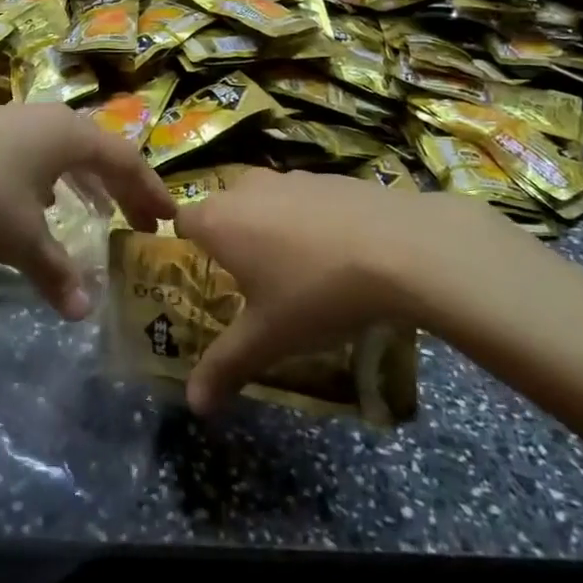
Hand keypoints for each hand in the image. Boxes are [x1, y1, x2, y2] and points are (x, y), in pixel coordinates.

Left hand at [0, 104, 174, 318]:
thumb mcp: (18, 238)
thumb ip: (55, 270)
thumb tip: (84, 311)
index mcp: (69, 135)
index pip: (125, 161)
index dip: (150, 190)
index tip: (170, 218)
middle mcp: (48, 120)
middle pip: (99, 153)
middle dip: (122, 188)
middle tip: (141, 221)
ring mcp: (14, 123)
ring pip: (65, 152)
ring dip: (87, 182)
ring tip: (99, 211)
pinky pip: (37, 156)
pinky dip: (53, 179)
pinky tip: (42, 202)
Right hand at [175, 170, 510, 413]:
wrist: (400, 247)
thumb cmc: (317, 293)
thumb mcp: (269, 338)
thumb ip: (225, 366)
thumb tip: (194, 405)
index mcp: (219, 220)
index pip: (183, 221)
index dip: (187, 246)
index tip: (204, 276)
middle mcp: (246, 188)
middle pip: (224, 209)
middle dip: (231, 240)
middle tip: (251, 282)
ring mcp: (290, 177)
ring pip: (265, 201)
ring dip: (270, 227)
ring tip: (298, 270)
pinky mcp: (328, 177)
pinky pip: (303, 198)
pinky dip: (308, 219)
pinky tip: (337, 252)